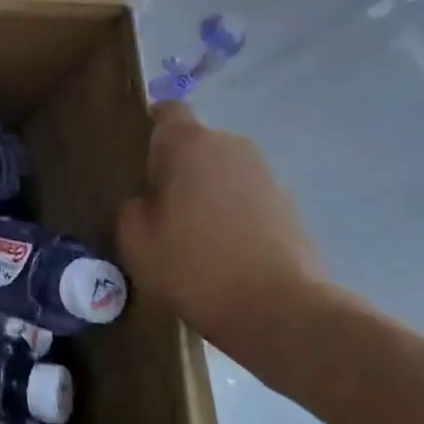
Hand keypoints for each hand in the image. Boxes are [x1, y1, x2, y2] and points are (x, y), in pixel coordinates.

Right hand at [116, 103, 324, 344]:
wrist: (281, 312)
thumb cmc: (195, 267)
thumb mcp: (136, 242)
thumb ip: (132, 210)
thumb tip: (146, 203)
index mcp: (190, 145)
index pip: (169, 111)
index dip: (154, 124)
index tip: (141, 152)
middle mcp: (231, 147)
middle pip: (197, 143)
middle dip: (179, 166)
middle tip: (161, 204)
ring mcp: (266, 175)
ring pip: (224, 171)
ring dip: (208, 190)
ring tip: (193, 233)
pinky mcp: (290, 206)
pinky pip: (248, 198)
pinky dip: (234, 213)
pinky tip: (223, 250)